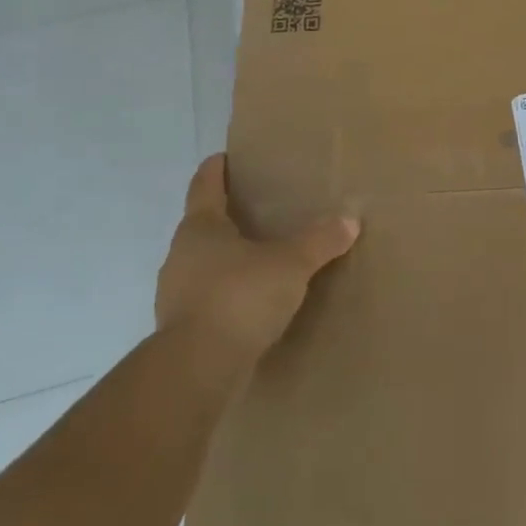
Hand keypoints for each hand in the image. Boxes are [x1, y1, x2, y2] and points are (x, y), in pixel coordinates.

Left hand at [154, 155, 359, 370]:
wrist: (198, 367)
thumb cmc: (240, 297)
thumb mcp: (291, 264)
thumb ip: (320, 241)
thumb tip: (350, 219)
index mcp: (201, 228)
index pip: (204, 187)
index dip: (214, 171)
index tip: (222, 157)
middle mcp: (181, 255)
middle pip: (202, 226)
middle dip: (226, 218)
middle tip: (256, 212)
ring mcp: (175, 293)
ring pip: (203, 264)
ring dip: (226, 260)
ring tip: (258, 260)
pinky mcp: (181, 328)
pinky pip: (207, 298)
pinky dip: (227, 294)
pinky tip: (250, 304)